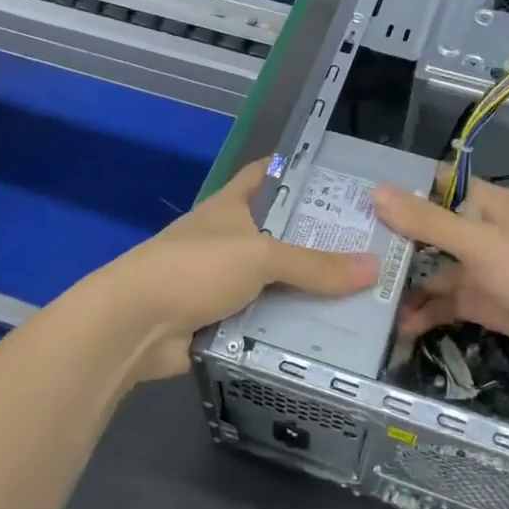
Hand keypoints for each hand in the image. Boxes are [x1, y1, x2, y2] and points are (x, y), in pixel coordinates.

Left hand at [102, 160, 377, 380]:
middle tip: (372, 247)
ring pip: (276, 282)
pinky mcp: (221, 320)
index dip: (300, 170)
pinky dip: (290, 328)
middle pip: (281, 234)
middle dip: (320, 241)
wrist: (134, 325)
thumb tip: (374, 267)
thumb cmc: (195, 268)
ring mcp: (222, 281)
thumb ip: (315, 264)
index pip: (268, 174)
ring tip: (364, 296)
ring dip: (309, 291)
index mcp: (232, 206)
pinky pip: (265, 321)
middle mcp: (229, 238)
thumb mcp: (260, 256)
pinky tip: (330, 337)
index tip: (343, 178)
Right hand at [372, 178, 508, 375]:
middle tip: (349, 251)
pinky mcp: (488, 304)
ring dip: (407, 282)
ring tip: (366, 296)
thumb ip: (428, 221)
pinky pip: (448, 303)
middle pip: (429, 231)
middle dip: (395, 241)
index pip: (435, 185)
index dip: (400, 189)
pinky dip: (426, 312)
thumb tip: (377, 192)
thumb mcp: (480, 244)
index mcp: (485, 205)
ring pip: (436, 270)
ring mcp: (484, 271)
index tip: (358, 198)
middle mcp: (482, 233)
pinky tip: (400, 325)